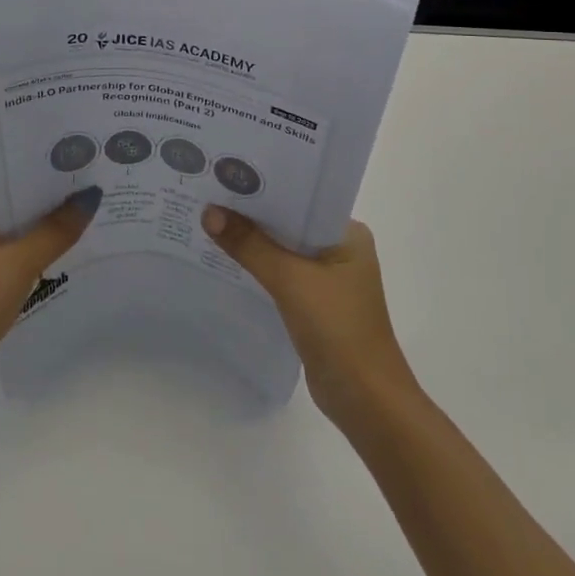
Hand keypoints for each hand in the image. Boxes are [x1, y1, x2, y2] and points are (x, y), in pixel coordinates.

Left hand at [0, 190, 100, 402]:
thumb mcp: (18, 263)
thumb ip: (56, 231)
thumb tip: (92, 195)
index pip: (21, 186)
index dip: (54, 178)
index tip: (91, 169)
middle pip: (28, 214)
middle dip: (62, 207)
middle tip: (107, 193)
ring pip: (31, 243)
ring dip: (59, 237)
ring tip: (103, 222)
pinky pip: (30, 268)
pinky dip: (51, 264)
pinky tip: (80, 261)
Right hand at [201, 206, 416, 425]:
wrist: (366, 401)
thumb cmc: (338, 329)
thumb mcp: (290, 280)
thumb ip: (249, 245)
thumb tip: (209, 212)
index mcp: (347, 233)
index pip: (301, 198)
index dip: (264, 187)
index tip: (226, 174)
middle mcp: (340, 249)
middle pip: (288, 223)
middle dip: (252, 213)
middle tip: (208, 193)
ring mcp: (328, 278)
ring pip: (282, 250)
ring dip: (252, 242)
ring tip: (208, 221)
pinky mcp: (314, 303)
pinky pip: (280, 274)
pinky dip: (257, 267)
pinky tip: (225, 260)